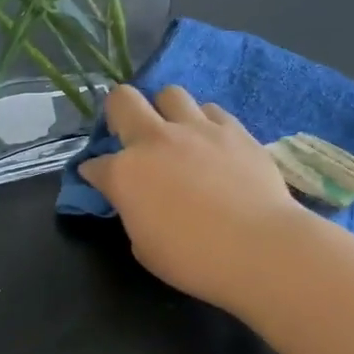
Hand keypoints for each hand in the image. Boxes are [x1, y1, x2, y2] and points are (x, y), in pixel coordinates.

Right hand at [79, 86, 304, 311]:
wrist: (259, 247)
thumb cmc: (194, 259)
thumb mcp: (145, 247)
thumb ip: (134, 214)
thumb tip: (139, 201)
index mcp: (125, 173)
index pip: (95, 164)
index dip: (94, 173)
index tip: (99, 180)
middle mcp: (155, 140)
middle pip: (122, 100)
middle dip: (117, 113)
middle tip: (129, 134)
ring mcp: (196, 129)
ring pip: (170, 94)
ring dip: (166, 111)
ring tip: (176, 133)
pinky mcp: (233, 129)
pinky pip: (211, 111)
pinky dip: (205, 123)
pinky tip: (212, 142)